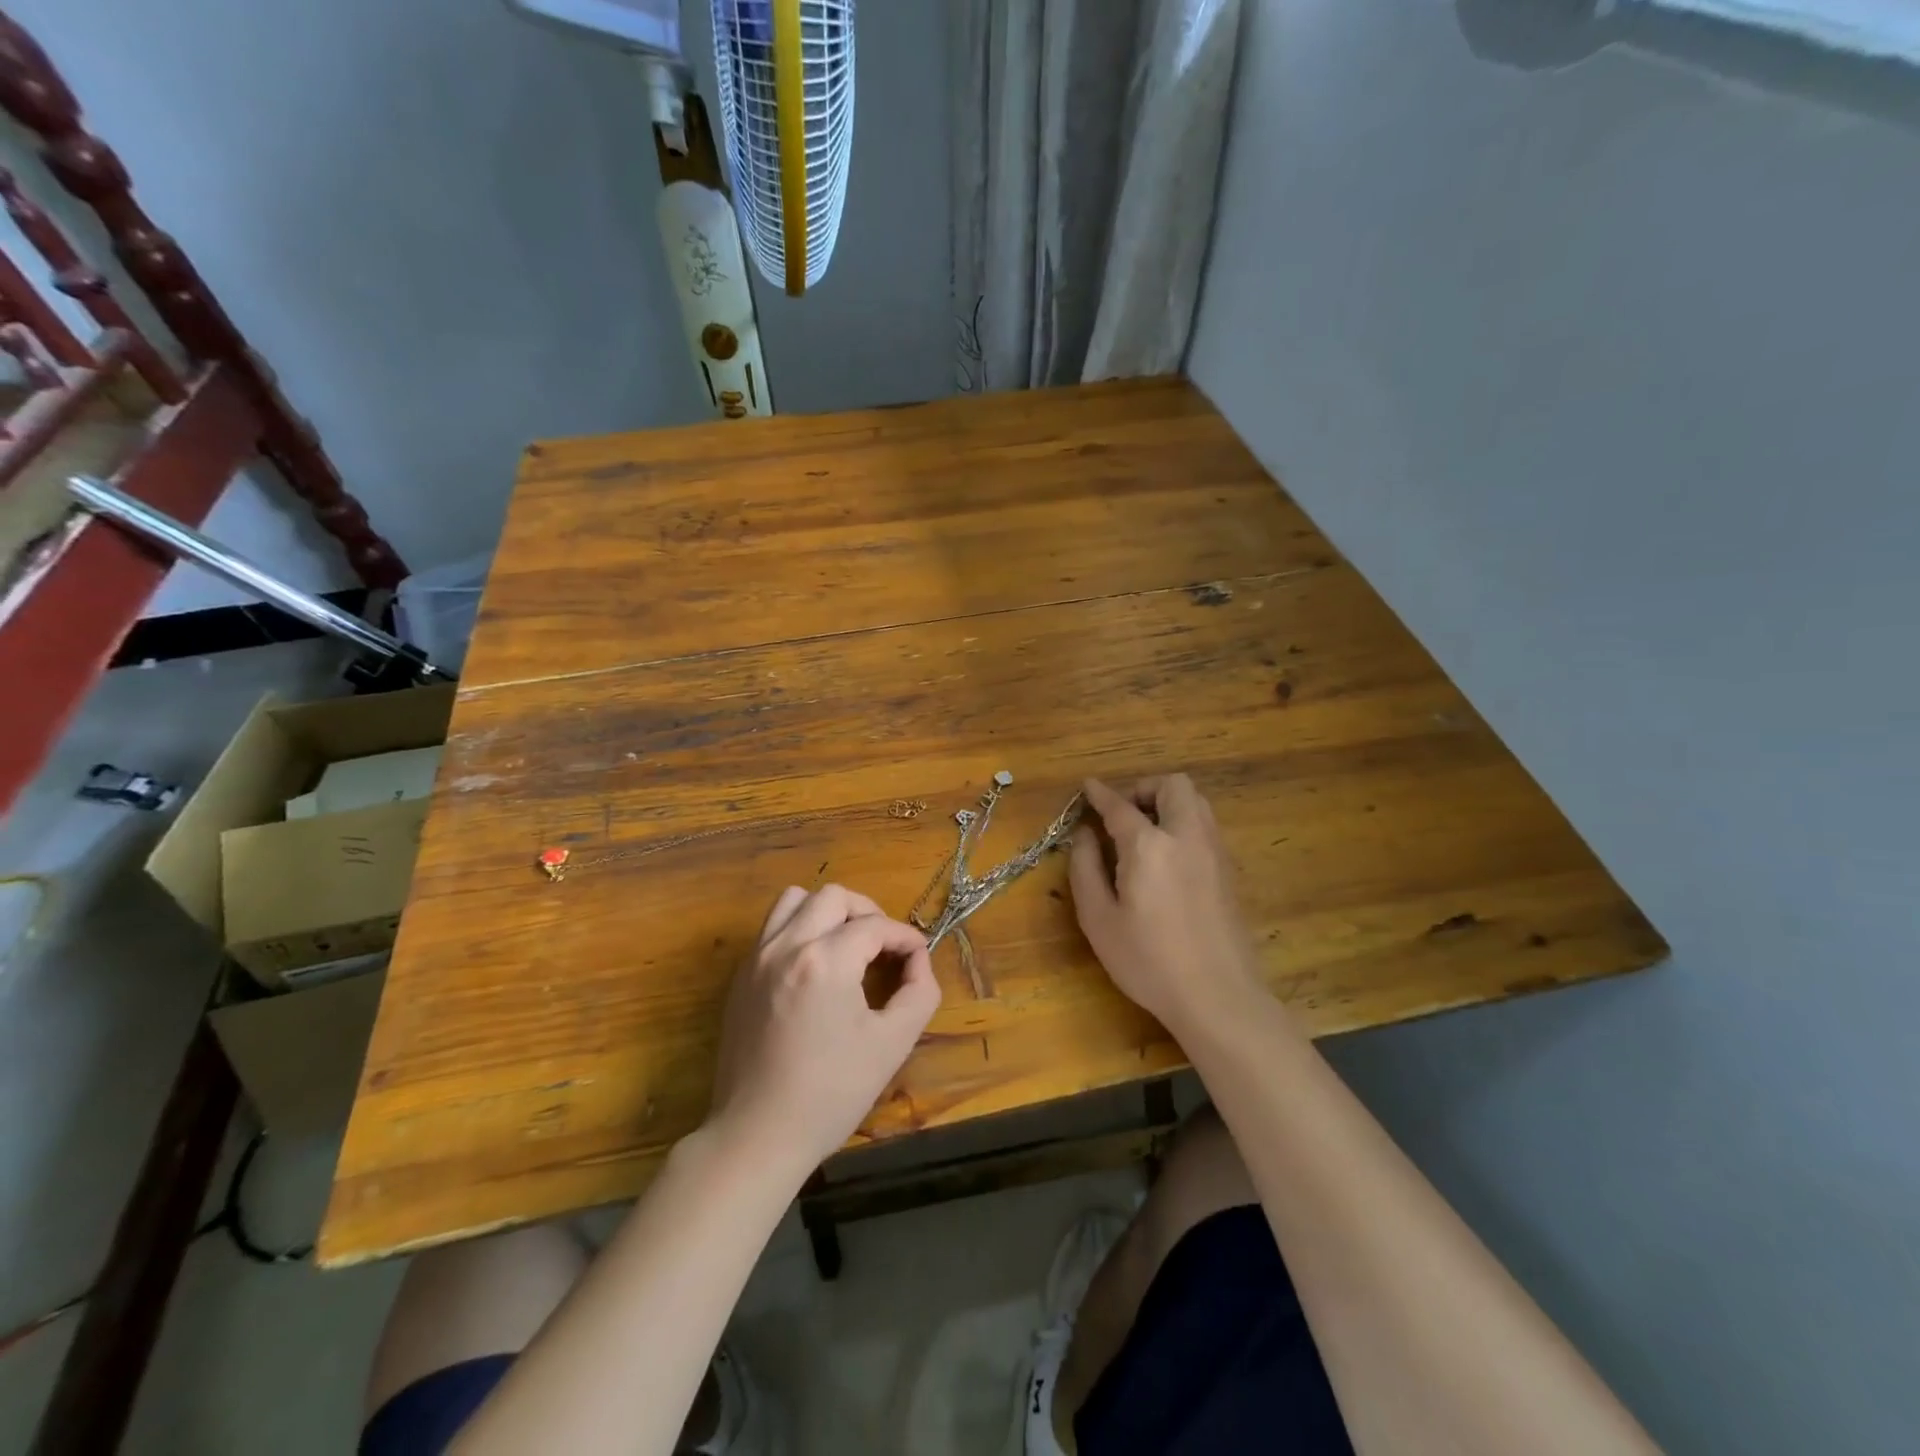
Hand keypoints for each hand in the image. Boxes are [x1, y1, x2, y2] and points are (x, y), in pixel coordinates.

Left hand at [708, 884, 940, 1172]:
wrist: (758, 1135)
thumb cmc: (831, 1092)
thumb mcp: (892, 1044)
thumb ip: (919, 992)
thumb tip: (918, 961)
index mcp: (825, 960)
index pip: (875, 925)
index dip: (905, 937)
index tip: (919, 956)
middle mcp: (787, 946)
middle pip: (833, 896)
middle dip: (867, 912)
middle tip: (884, 946)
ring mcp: (757, 958)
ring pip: (794, 900)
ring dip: (827, 911)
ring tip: (846, 943)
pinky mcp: (740, 977)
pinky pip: (772, 928)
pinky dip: (799, 929)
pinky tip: (815, 966)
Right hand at [1069, 775, 1264, 1038]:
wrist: (1218, 997)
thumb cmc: (1149, 961)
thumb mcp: (1099, 919)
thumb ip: (1085, 868)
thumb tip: (1083, 834)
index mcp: (1149, 845)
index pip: (1120, 805)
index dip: (1100, 793)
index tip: (1088, 787)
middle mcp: (1186, 836)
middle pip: (1172, 785)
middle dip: (1143, 789)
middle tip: (1122, 814)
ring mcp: (1214, 851)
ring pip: (1195, 801)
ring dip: (1167, 803)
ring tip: (1144, 832)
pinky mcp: (1228, 870)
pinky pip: (1205, 825)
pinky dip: (1183, 823)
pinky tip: (1167, 856)